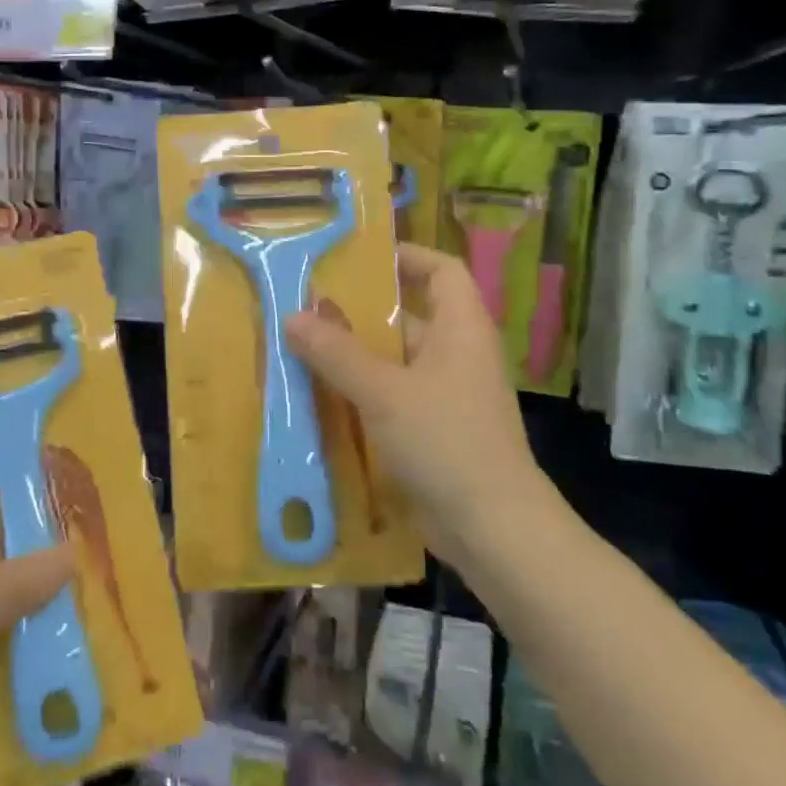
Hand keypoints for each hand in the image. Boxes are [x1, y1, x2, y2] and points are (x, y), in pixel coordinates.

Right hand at [285, 242, 555, 568]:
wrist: (494, 530)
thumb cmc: (446, 443)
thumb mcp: (384, 393)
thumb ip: (337, 353)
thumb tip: (292, 316)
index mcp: (460, 329)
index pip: (442, 269)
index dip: (407, 256)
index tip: (360, 258)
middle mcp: (457, 354)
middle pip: (409, 315)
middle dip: (360, 311)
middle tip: (308, 306)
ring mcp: (447, 395)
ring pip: (396, 360)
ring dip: (354, 356)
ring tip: (302, 349)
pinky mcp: (434, 430)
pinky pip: (393, 396)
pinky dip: (361, 393)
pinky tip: (321, 399)